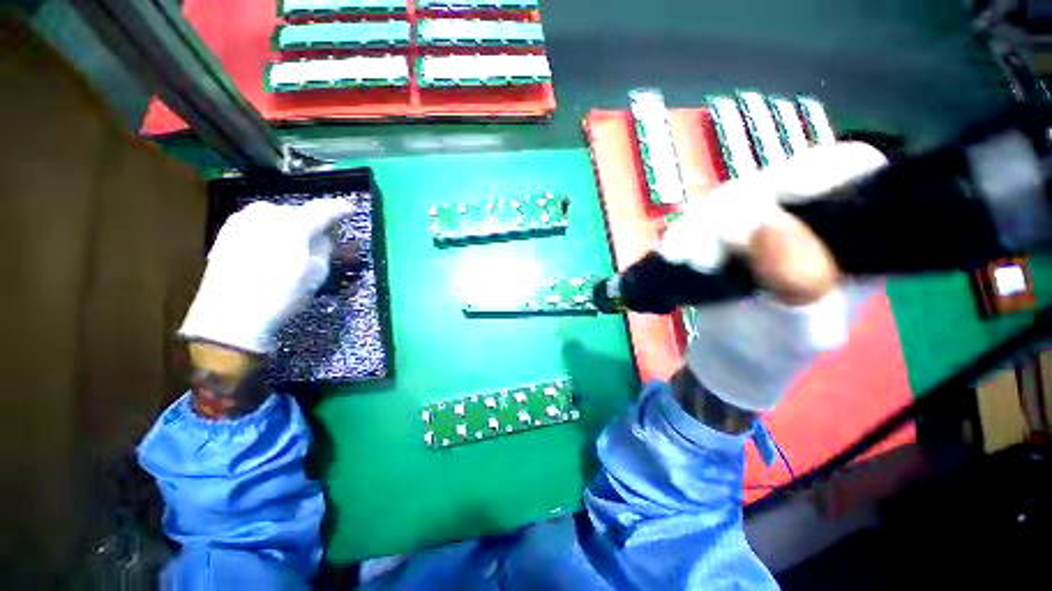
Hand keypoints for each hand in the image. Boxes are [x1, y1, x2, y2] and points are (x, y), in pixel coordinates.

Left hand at [179, 199, 354, 353]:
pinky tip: (271, 248)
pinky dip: (269, 231)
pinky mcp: (227, 232)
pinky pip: (257, 223)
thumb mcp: (317, 273)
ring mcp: (243, 221)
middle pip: (298, 212)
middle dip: (310, 222)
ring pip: (275, 216)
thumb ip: (324, 248)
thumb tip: (325, 235)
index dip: (340, 209)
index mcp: (294, 225)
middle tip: (320, 237)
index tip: (350, 209)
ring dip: (289, 226)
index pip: (324, 210)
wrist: (230, 314)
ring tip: (295, 244)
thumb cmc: (282, 294)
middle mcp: (267, 215)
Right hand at [677, 142, 888, 412]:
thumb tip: (769, 224)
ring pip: (727, 198)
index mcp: (847, 232)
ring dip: (699, 227)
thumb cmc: (778, 349)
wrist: (732, 355)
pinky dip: (681, 235)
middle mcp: (803, 214)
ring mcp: (755, 219)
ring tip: (684, 260)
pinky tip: (673, 255)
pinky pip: (694, 219)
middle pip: (774, 180)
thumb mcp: (801, 330)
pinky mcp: (716, 231)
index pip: (851, 170)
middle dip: (735, 214)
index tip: (777, 197)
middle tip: (707, 253)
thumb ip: (798, 285)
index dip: (817, 170)